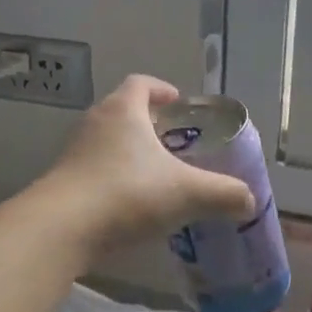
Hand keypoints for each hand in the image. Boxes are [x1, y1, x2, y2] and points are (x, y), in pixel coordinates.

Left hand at [40, 76, 257, 249]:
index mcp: (123, 110)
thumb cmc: (128, 193)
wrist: (62, 227)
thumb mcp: (186, 193)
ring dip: (129, 152)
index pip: (141, 83)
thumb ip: (223, 194)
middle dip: (148, 124)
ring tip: (154, 176)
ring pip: (107, 141)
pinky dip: (112, 177)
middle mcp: (95, 122)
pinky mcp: (63, 179)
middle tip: (173, 143)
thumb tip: (248, 200)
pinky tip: (128, 204)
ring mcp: (74, 150)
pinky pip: (93, 168)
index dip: (161, 89)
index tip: (178, 104)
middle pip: (123, 110)